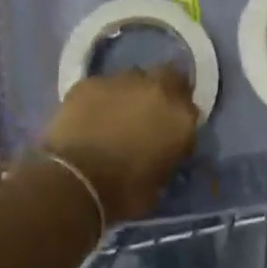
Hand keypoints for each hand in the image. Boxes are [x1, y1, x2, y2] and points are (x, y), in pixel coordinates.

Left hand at [38, 65, 198, 223]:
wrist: (75, 180)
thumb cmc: (124, 191)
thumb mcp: (161, 181)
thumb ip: (169, 153)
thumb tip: (164, 147)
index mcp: (179, 115)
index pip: (190, 103)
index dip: (180, 113)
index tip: (170, 127)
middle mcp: (155, 88)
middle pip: (166, 76)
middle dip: (161, 90)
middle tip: (148, 112)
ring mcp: (121, 80)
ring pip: (132, 78)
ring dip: (129, 93)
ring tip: (115, 115)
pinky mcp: (90, 82)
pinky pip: (101, 86)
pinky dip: (100, 99)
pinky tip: (90, 116)